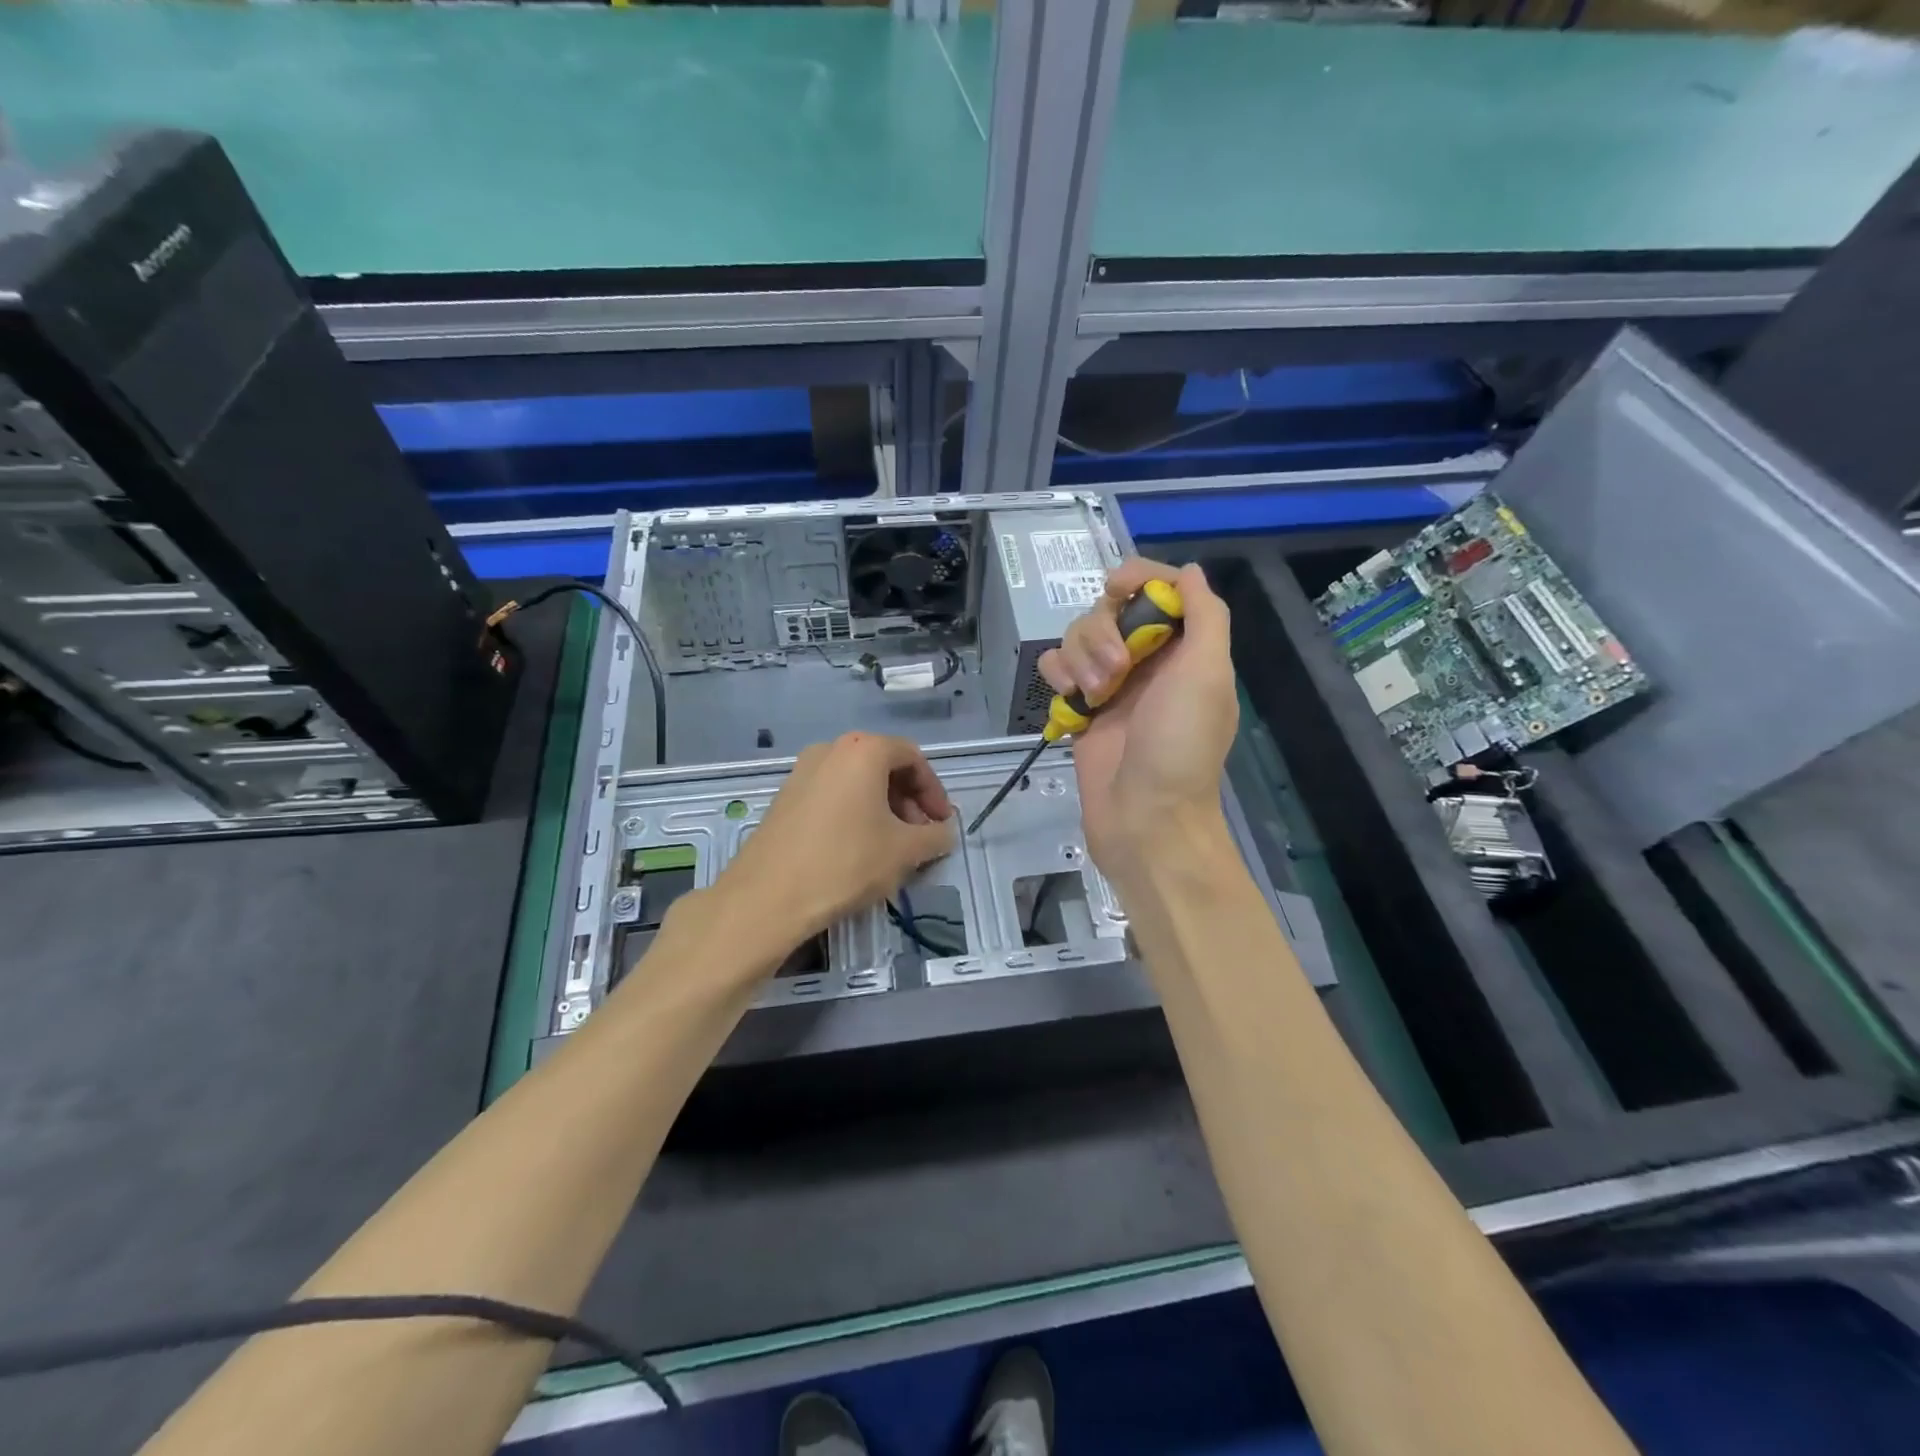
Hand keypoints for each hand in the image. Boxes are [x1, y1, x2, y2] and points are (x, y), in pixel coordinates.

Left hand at [721, 731, 955, 941]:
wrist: (767, 896)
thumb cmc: (846, 862)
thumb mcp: (904, 852)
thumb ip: (935, 836)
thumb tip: (943, 833)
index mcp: (863, 750)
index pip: (913, 758)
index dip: (934, 791)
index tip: (942, 823)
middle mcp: (830, 749)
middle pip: (883, 766)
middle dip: (909, 801)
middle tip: (920, 837)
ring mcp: (802, 772)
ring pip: (856, 782)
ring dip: (882, 809)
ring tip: (891, 847)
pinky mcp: (784, 797)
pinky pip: (832, 795)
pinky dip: (854, 813)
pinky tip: (857, 850)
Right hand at [1037, 559, 1238, 873]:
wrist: (1145, 819)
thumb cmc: (1181, 746)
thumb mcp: (1208, 674)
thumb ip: (1205, 615)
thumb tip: (1189, 571)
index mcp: (1185, 650)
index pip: (1160, 592)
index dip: (1139, 579)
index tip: (1116, 586)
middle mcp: (1148, 661)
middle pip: (1110, 610)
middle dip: (1103, 631)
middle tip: (1115, 669)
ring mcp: (1111, 685)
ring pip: (1079, 637)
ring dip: (1081, 657)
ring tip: (1094, 694)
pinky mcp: (1081, 708)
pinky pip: (1058, 669)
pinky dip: (1058, 675)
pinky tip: (1069, 699)